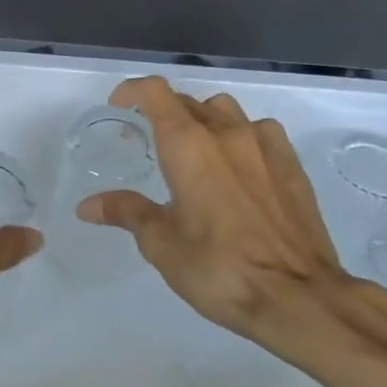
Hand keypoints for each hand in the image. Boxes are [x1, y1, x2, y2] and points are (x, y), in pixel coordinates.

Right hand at [76, 77, 384, 360]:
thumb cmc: (219, 268)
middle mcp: (226, 133)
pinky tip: (238, 167)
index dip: (133, 90)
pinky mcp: (291, 164)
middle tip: (149, 142)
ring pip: (225, 111)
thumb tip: (87, 206)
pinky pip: (259, 130)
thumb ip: (126, 213)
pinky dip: (239, 136)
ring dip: (202, 120)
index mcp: (188, 145)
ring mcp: (265, 144)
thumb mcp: (162, 244)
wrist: (298, 295)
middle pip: (188, 102)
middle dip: (163, 113)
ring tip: (194, 151)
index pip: (156, 93)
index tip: (119, 104)